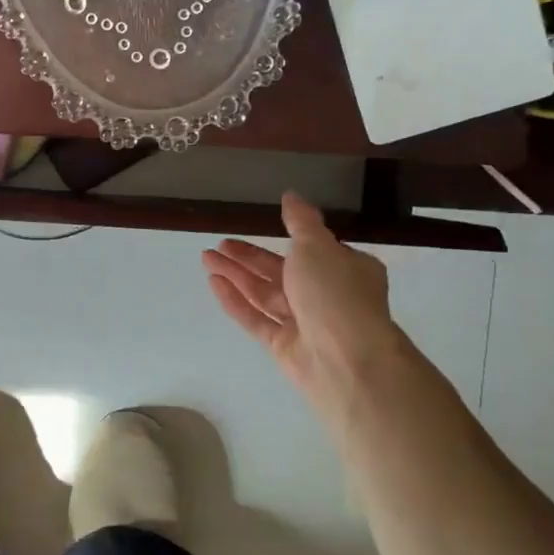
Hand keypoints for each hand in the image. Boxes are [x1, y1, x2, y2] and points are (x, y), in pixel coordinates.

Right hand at [203, 193, 403, 405]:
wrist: (345, 360)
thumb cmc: (336, 294)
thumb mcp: (317, 246)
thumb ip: (300, 221)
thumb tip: (291, 195)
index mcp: (346, 270)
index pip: (314, 251)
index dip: (287, 239)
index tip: (261, 228)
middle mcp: (327, 296)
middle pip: (282, 271)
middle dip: (249, 257)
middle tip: (220, 244)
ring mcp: (305, 323)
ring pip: (265, 294)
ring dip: (237, 275)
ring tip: (207, 258)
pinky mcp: (284, 346)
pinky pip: (256, 318)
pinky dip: (236, 300)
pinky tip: (214, 283)